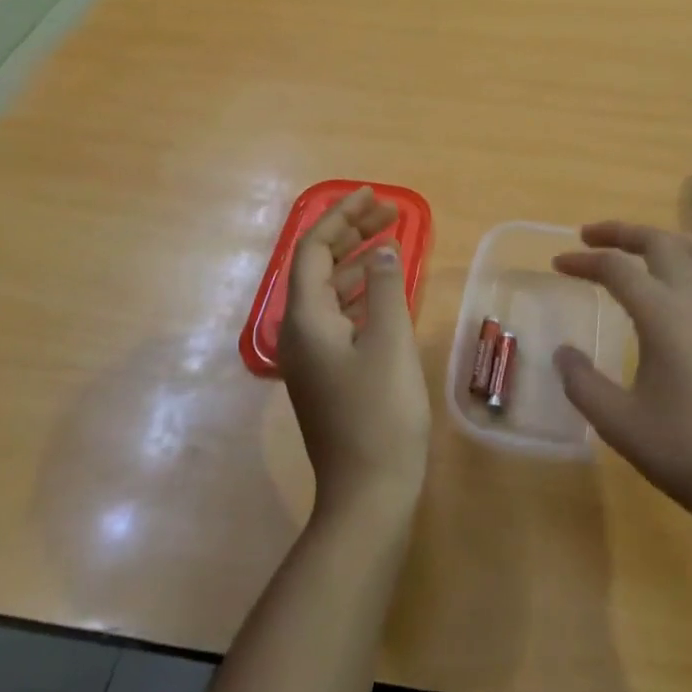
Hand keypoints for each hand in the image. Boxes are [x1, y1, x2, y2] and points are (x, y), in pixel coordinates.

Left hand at [280, 188, 430, 521]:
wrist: (368, 495)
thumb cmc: (380, 413)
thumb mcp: (389, 341)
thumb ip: (386, 287)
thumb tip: (383, 250)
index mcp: (305, 319)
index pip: (313, 249)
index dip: (341, 217)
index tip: (373, 196)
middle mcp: (299, 332)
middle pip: (319, 266)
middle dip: (351, 233)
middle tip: (390, 213)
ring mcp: (311, 356)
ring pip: (330, 291)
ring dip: (358, 261)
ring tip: (392, 241)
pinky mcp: (327, 374)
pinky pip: (339, 316)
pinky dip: (361, 293)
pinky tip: (386, 290)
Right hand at [553, 221, 691, 533]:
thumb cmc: (689, 453)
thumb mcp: (620, 424)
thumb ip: (583, 384)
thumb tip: (562, 353)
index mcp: (664, 314)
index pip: (617, 268)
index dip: (583, 261)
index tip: (559, 263)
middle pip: (659, 241)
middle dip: (621, 232)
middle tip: (591, 236)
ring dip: (661, 238)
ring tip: (638, 249)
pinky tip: (685, 283)